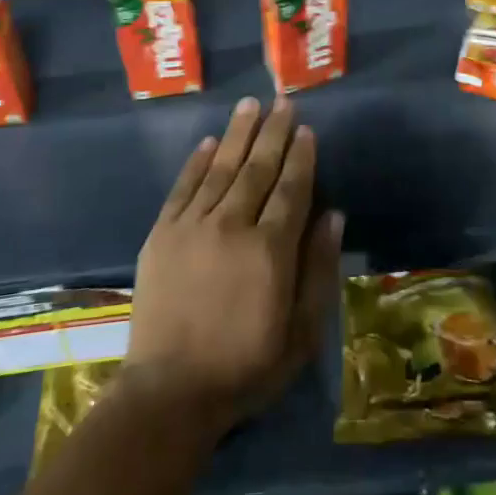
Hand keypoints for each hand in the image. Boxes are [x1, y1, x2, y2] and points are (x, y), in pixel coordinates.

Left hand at [122, 97, 342, 437]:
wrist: (169, 392)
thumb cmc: (246, 366)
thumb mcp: (301, 332)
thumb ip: (319, 270)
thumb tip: (333, 216)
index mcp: (271, 249)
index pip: (292, 188)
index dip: (301, 156)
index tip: (306, 129)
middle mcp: (232, 225)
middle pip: (257, 168)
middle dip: (273, 132)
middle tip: (282, 101)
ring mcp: (193, 226)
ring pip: (221, 167)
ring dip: (238, 134)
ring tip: (250, 105)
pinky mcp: (162, 234)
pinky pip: (183, 187)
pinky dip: (197, 161)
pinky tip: (209, 141)